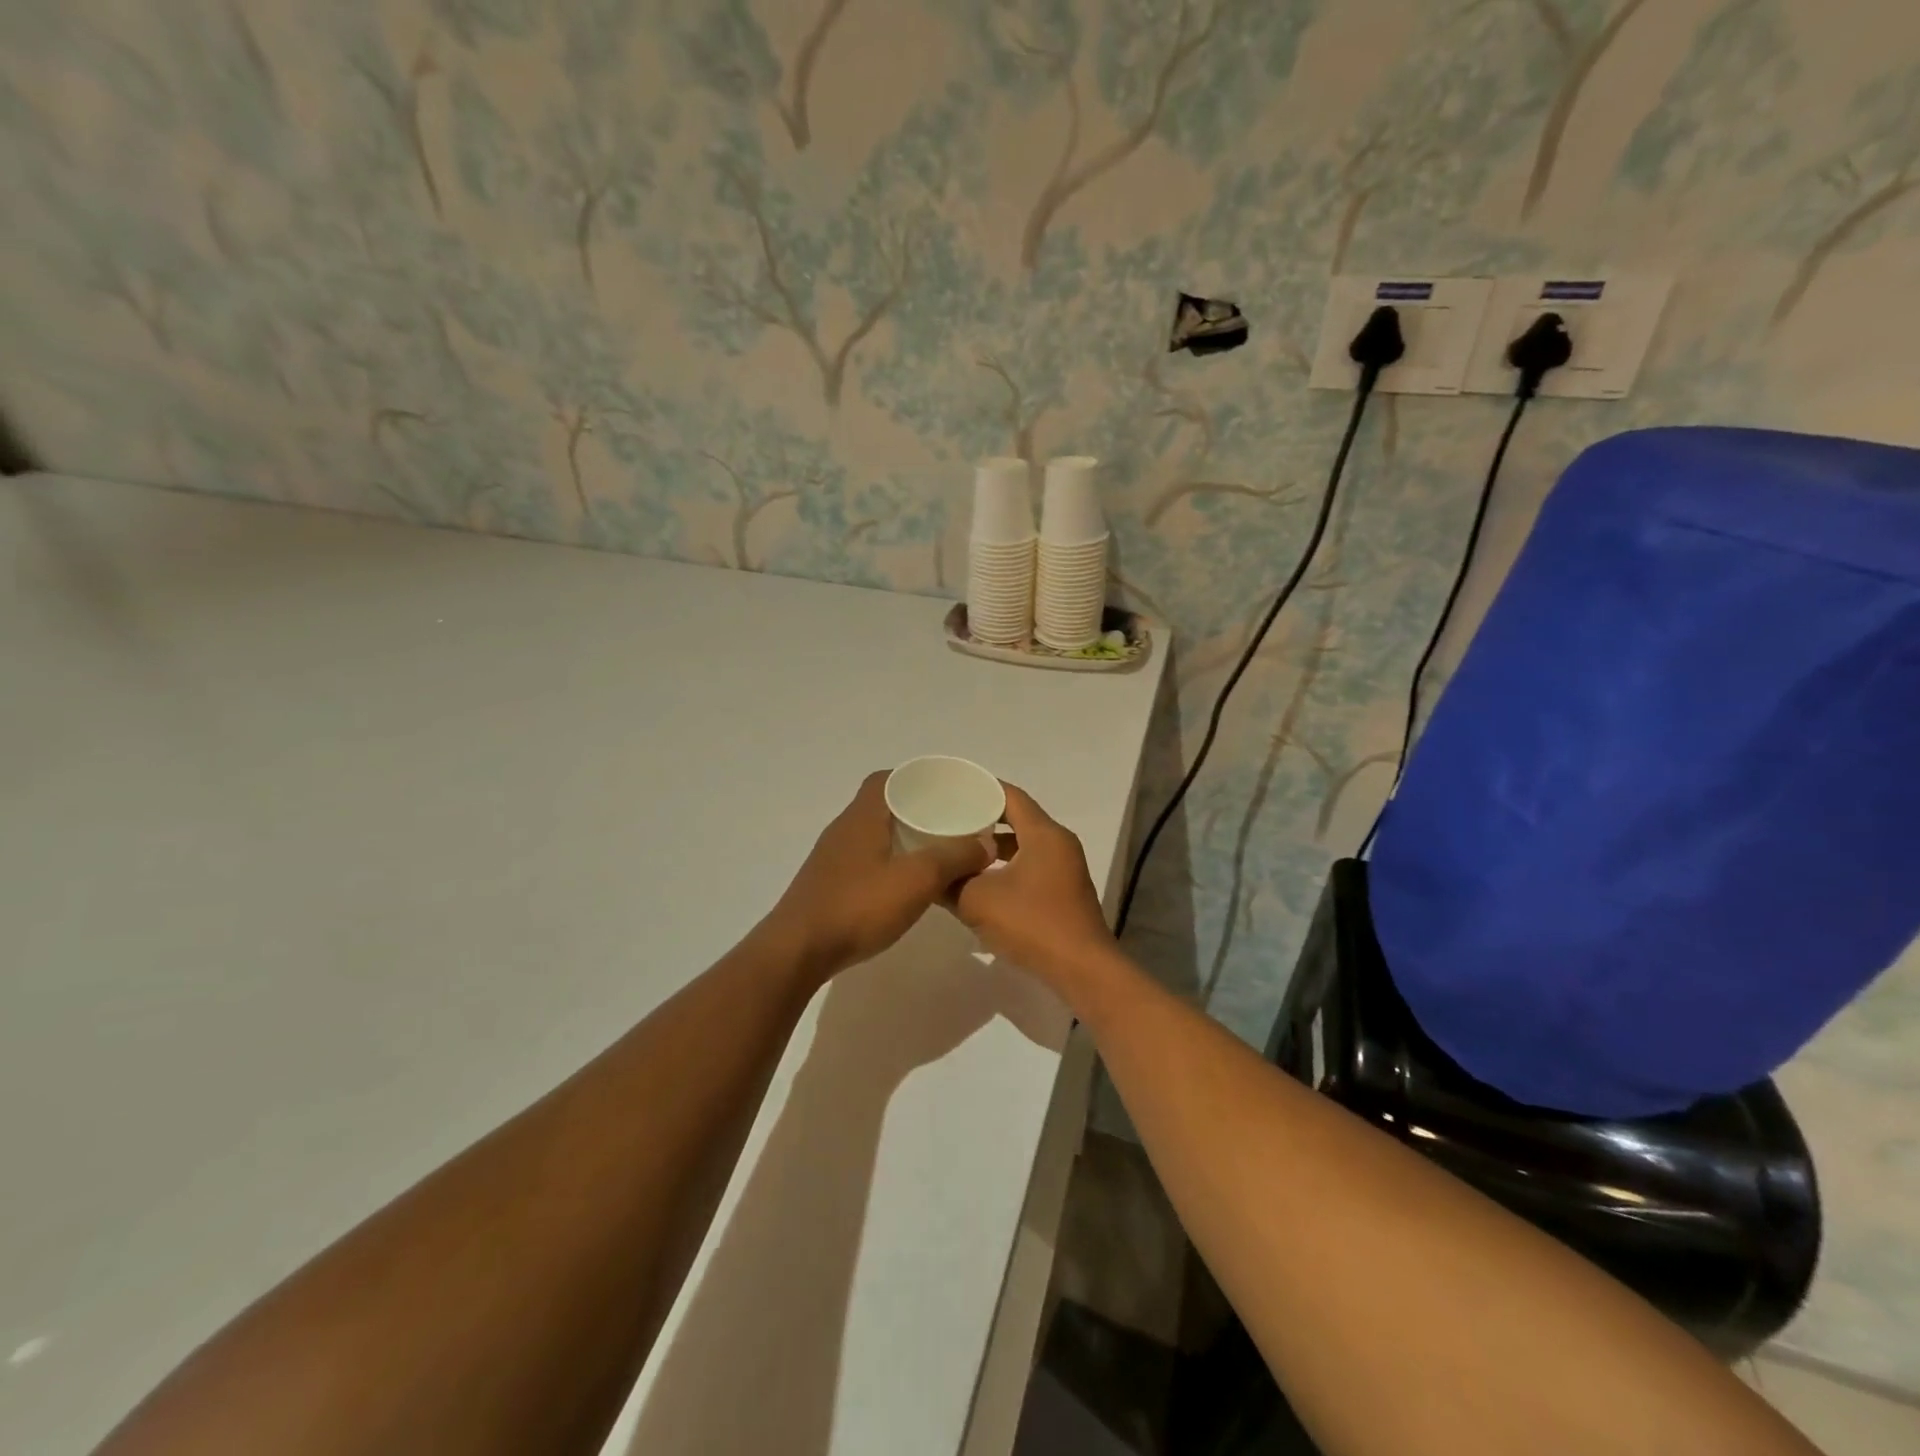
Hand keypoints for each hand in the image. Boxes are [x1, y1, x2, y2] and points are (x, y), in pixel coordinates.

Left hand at [764, 772, 991, 980]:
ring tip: (936, 853)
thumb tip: (984, 844)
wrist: (798, 951)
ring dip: (903, 839)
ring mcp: (832, 858)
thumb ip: (953, 858)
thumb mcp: (916, 880)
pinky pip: (865, 861)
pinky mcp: (829, 885)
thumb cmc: (858, 906)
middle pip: (882, 806)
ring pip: (874, 835)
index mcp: (861, 816)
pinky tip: (905, 886)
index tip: (944, 791)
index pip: (886, 778)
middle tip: (950, 824)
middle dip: (916, 811)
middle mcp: (844, 829)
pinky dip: (889, 863)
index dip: (915, 779)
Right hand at [951, 784, 1116, 984]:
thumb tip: (929, 875)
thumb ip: (949, 883)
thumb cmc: (1032, 924)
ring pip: (1023, 845)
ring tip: (957, 849)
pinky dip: (1005, 866)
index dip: (981, 789)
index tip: (951, 789)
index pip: (1010, 796)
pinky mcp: (1063, 891)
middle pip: (1017, 818)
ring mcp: (1064, 868)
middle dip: (982, 818)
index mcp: (1044, 834)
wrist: (1082, 970)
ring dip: (993, 847)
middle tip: (947, 818)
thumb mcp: (977, 901)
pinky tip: (979, 881)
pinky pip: (1030, 866)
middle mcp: (1059, 843)